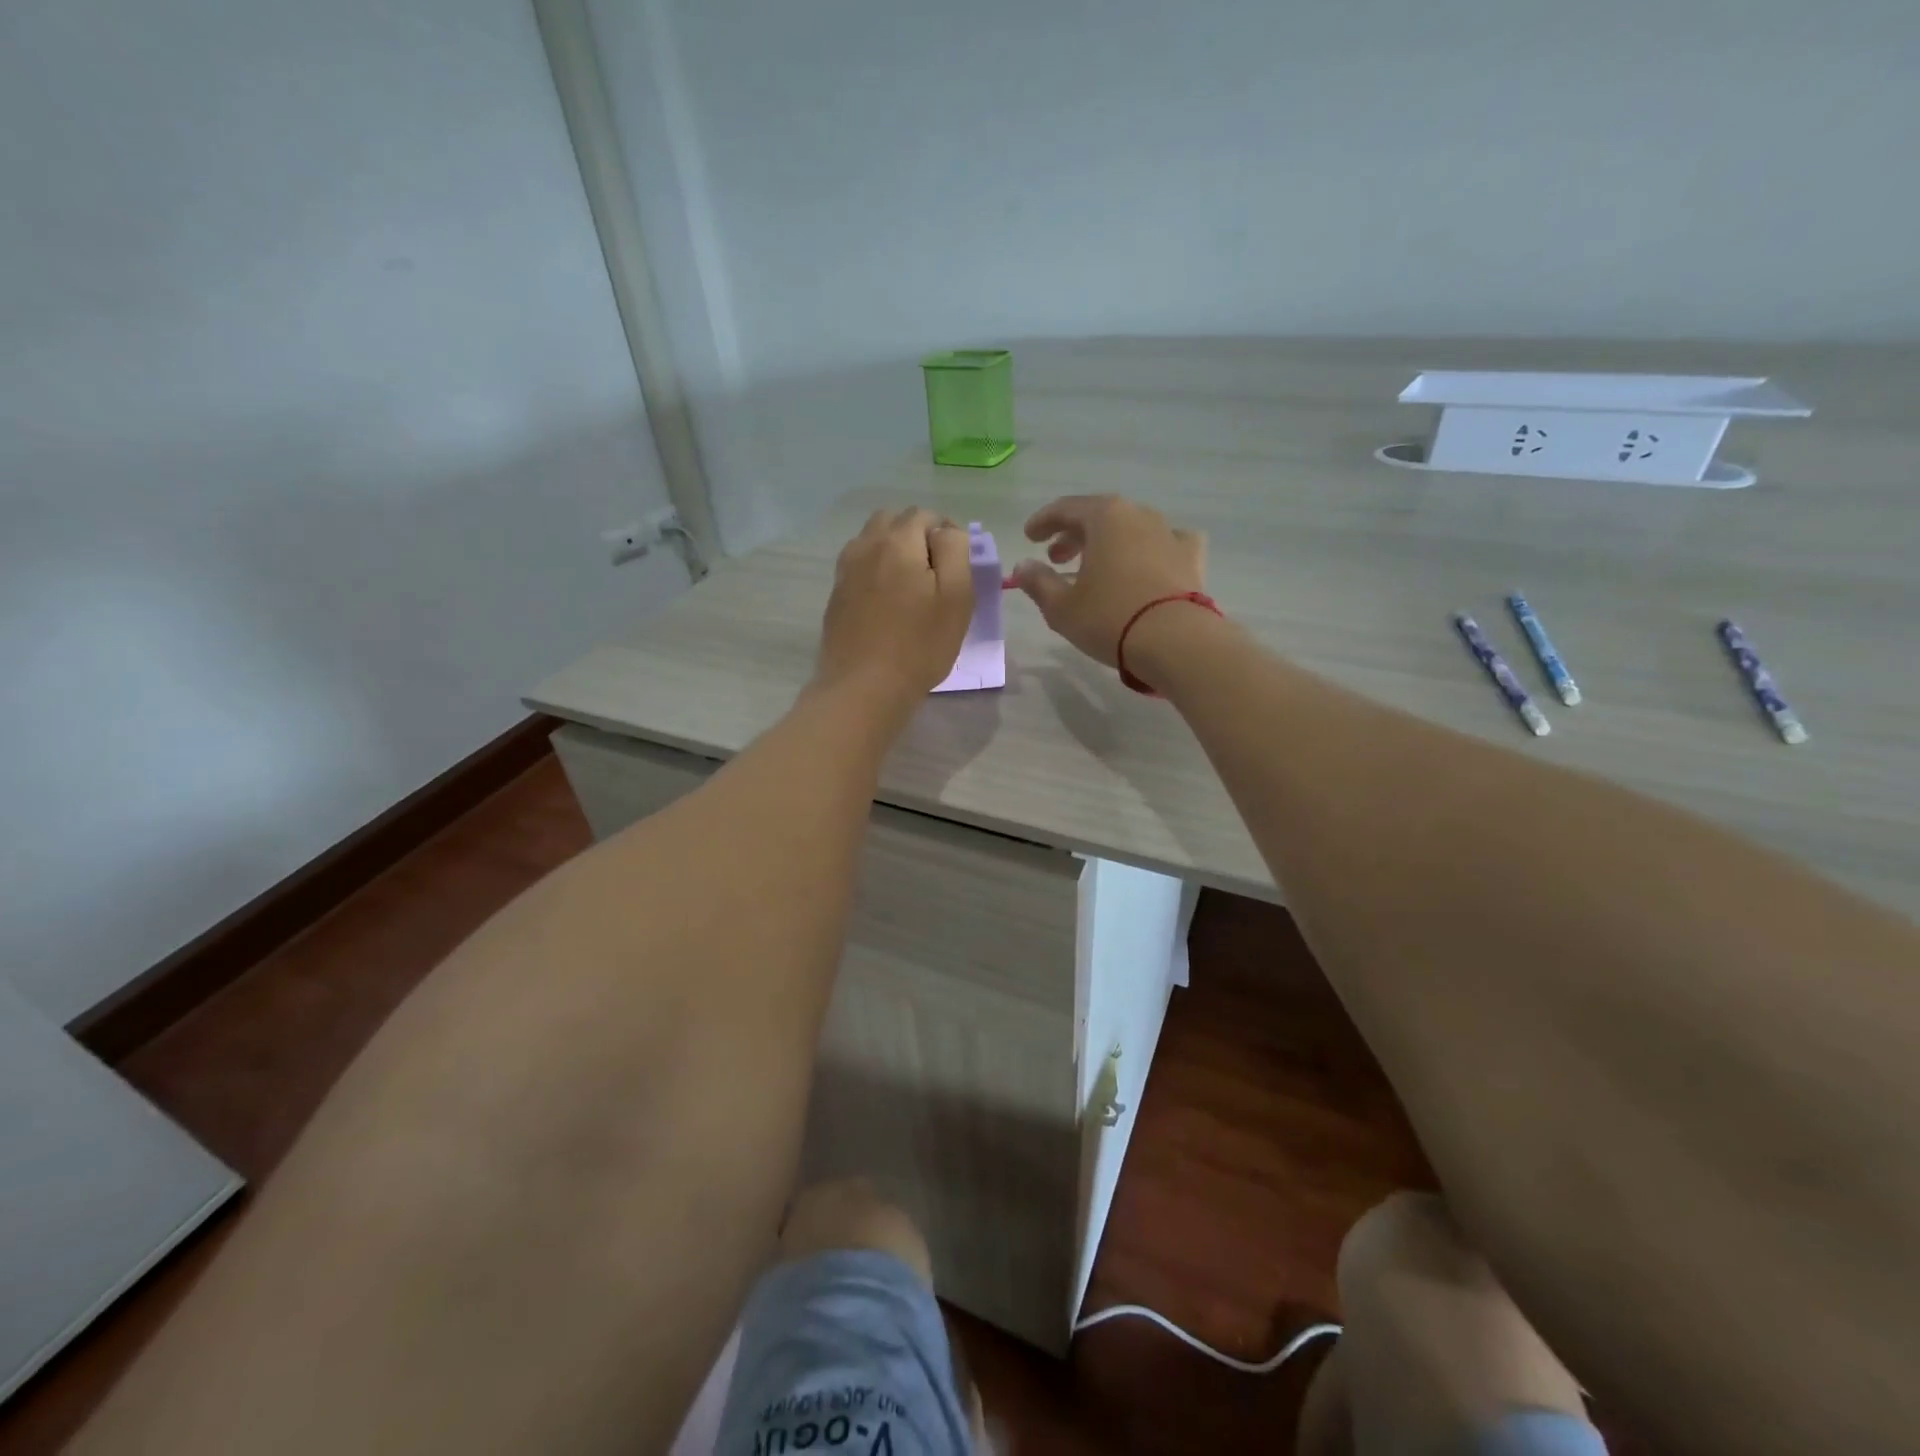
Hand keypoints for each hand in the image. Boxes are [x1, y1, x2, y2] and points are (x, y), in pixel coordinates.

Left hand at [814, 508, 973, 709]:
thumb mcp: (956, 596)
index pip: (925, 515)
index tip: (959, 562)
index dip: (947, 532)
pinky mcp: (836, 595)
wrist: (863, 687)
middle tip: (936, 571)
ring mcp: (846, 570)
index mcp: (898, 541)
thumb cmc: (919, 644)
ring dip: (894, 550)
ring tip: (912, 585)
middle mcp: (866, 546)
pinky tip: (888, 601)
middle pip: (894, 521)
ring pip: (872, 541)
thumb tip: (946, 532)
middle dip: (917, 535)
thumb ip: (955, 552)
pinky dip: (877, 570)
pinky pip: (859, 566)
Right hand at [1009, 495, 1206, 666]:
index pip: (1066, 508)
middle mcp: (1139, 515)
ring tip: (1097, 566)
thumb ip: (1038, 582)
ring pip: (1132, 528)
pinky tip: (1149, 563)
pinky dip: (1152, 549)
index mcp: (1105, 517)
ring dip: (1109, 542)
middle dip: (1073, 534)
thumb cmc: (1110, 619)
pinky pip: (1167, 543)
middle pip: (1099, 516)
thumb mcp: (1061, 607)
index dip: (1043, 522)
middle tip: (1056, 557)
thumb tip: (1024, 567)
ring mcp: (1169, 534)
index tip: (1029, 536)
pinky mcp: (1192, 558)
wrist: (1175, 641)